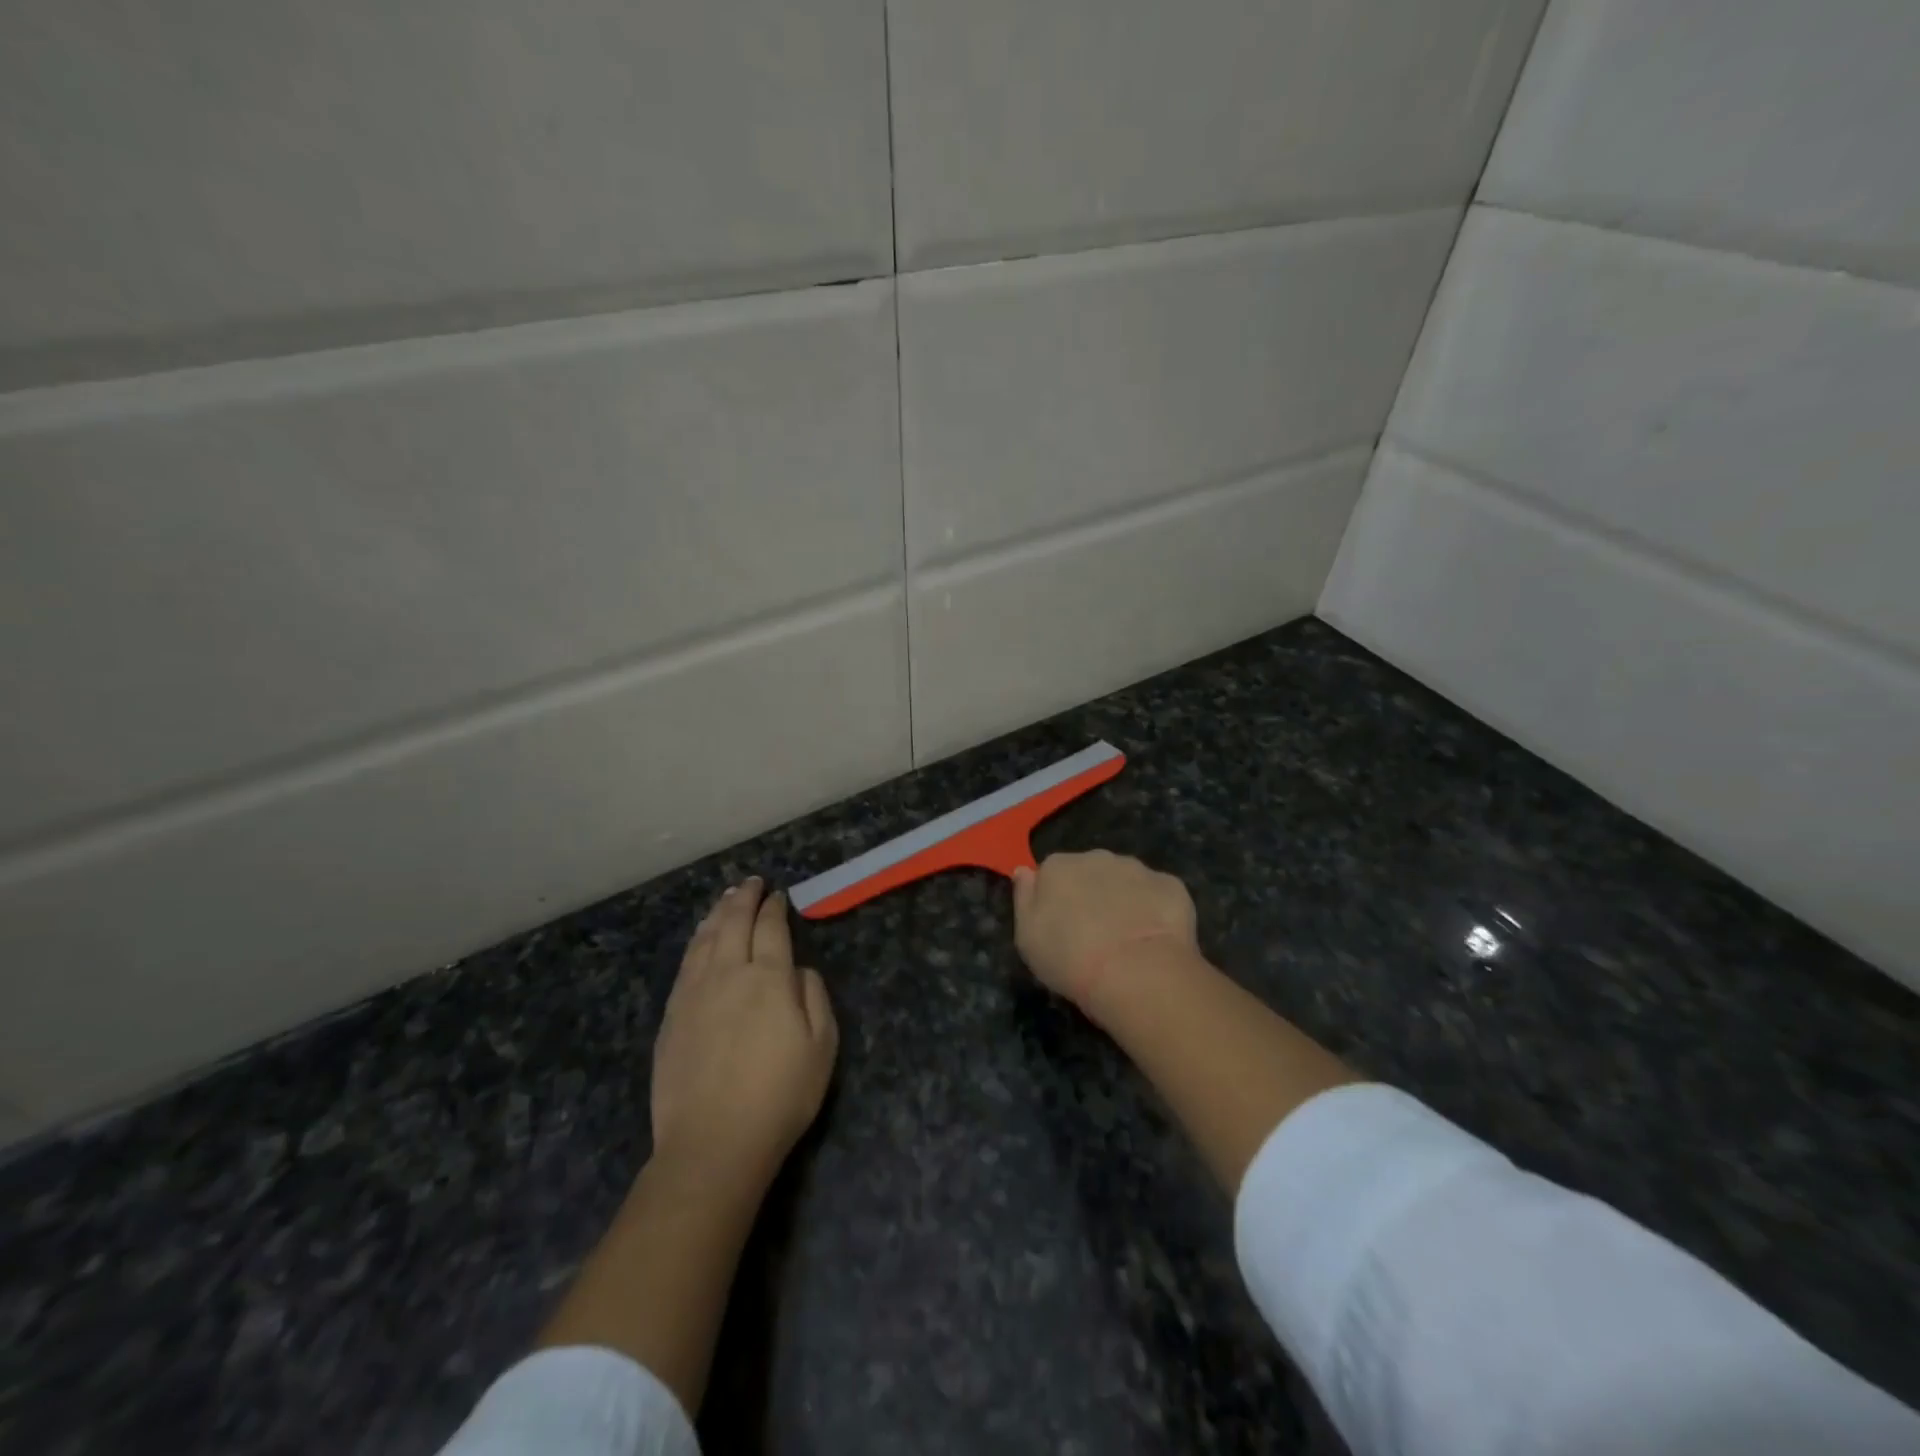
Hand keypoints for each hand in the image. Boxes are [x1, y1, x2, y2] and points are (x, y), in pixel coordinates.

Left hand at [650, 878, 838, 1189]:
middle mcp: (729, 973)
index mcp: (769, 978)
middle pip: (734, 922)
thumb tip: (798, 970)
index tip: (778, 896)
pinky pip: (686, 963)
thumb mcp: (821, 1046)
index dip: (775, 908)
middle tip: (751, 883)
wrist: (713, 1143)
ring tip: (726, 898)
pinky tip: (701, 937)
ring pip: (705, 938)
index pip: (771, 928)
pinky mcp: (671, 1015)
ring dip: (718, 913)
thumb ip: (814, 997)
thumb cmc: (780, 1096)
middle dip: (744, 898)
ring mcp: (694, 993)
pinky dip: (697, 940)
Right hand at [1011, 850, 1199, 1013]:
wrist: (1135, 971)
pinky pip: (1158, 894)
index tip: (1062, 926)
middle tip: (1095, 935)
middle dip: (1093, 894)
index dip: (1057, 899)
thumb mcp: (1027, 937)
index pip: (1052, 873)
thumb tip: (1025, 871)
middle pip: (1090, 871)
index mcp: (1058, 867)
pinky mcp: (1171, 885)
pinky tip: (1155, 939)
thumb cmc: (1070, 958)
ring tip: (1127, 940)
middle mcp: (1096, 857)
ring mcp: (1137, 869)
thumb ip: (1024, 898)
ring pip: (1126, 880)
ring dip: (1125, 900)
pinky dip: (1156, 911)